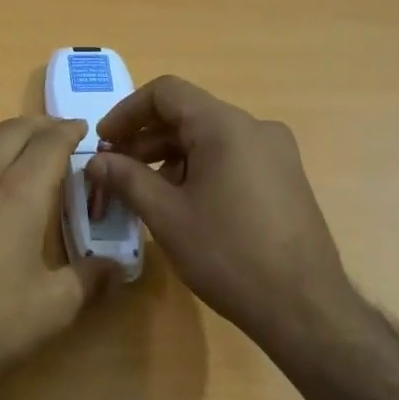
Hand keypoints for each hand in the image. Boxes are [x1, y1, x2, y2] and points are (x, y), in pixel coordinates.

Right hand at [86, 75, 355, 355]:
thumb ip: (126, 179)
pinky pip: (232, 157)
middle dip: (145, 139)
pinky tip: (185, 205)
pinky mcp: (285, 177)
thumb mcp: (166, 216)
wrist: (303, 306)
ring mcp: (276, 152)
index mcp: (225, 126)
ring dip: (170, 157)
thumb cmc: (227, 254)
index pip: (166, 92)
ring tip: (146, 194)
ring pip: (210, 138)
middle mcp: (255, 127)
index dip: (127, 112)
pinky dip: (199, 169)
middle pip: (188, 114)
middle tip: (115, 172)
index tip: (104, 144)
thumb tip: (95, 161)